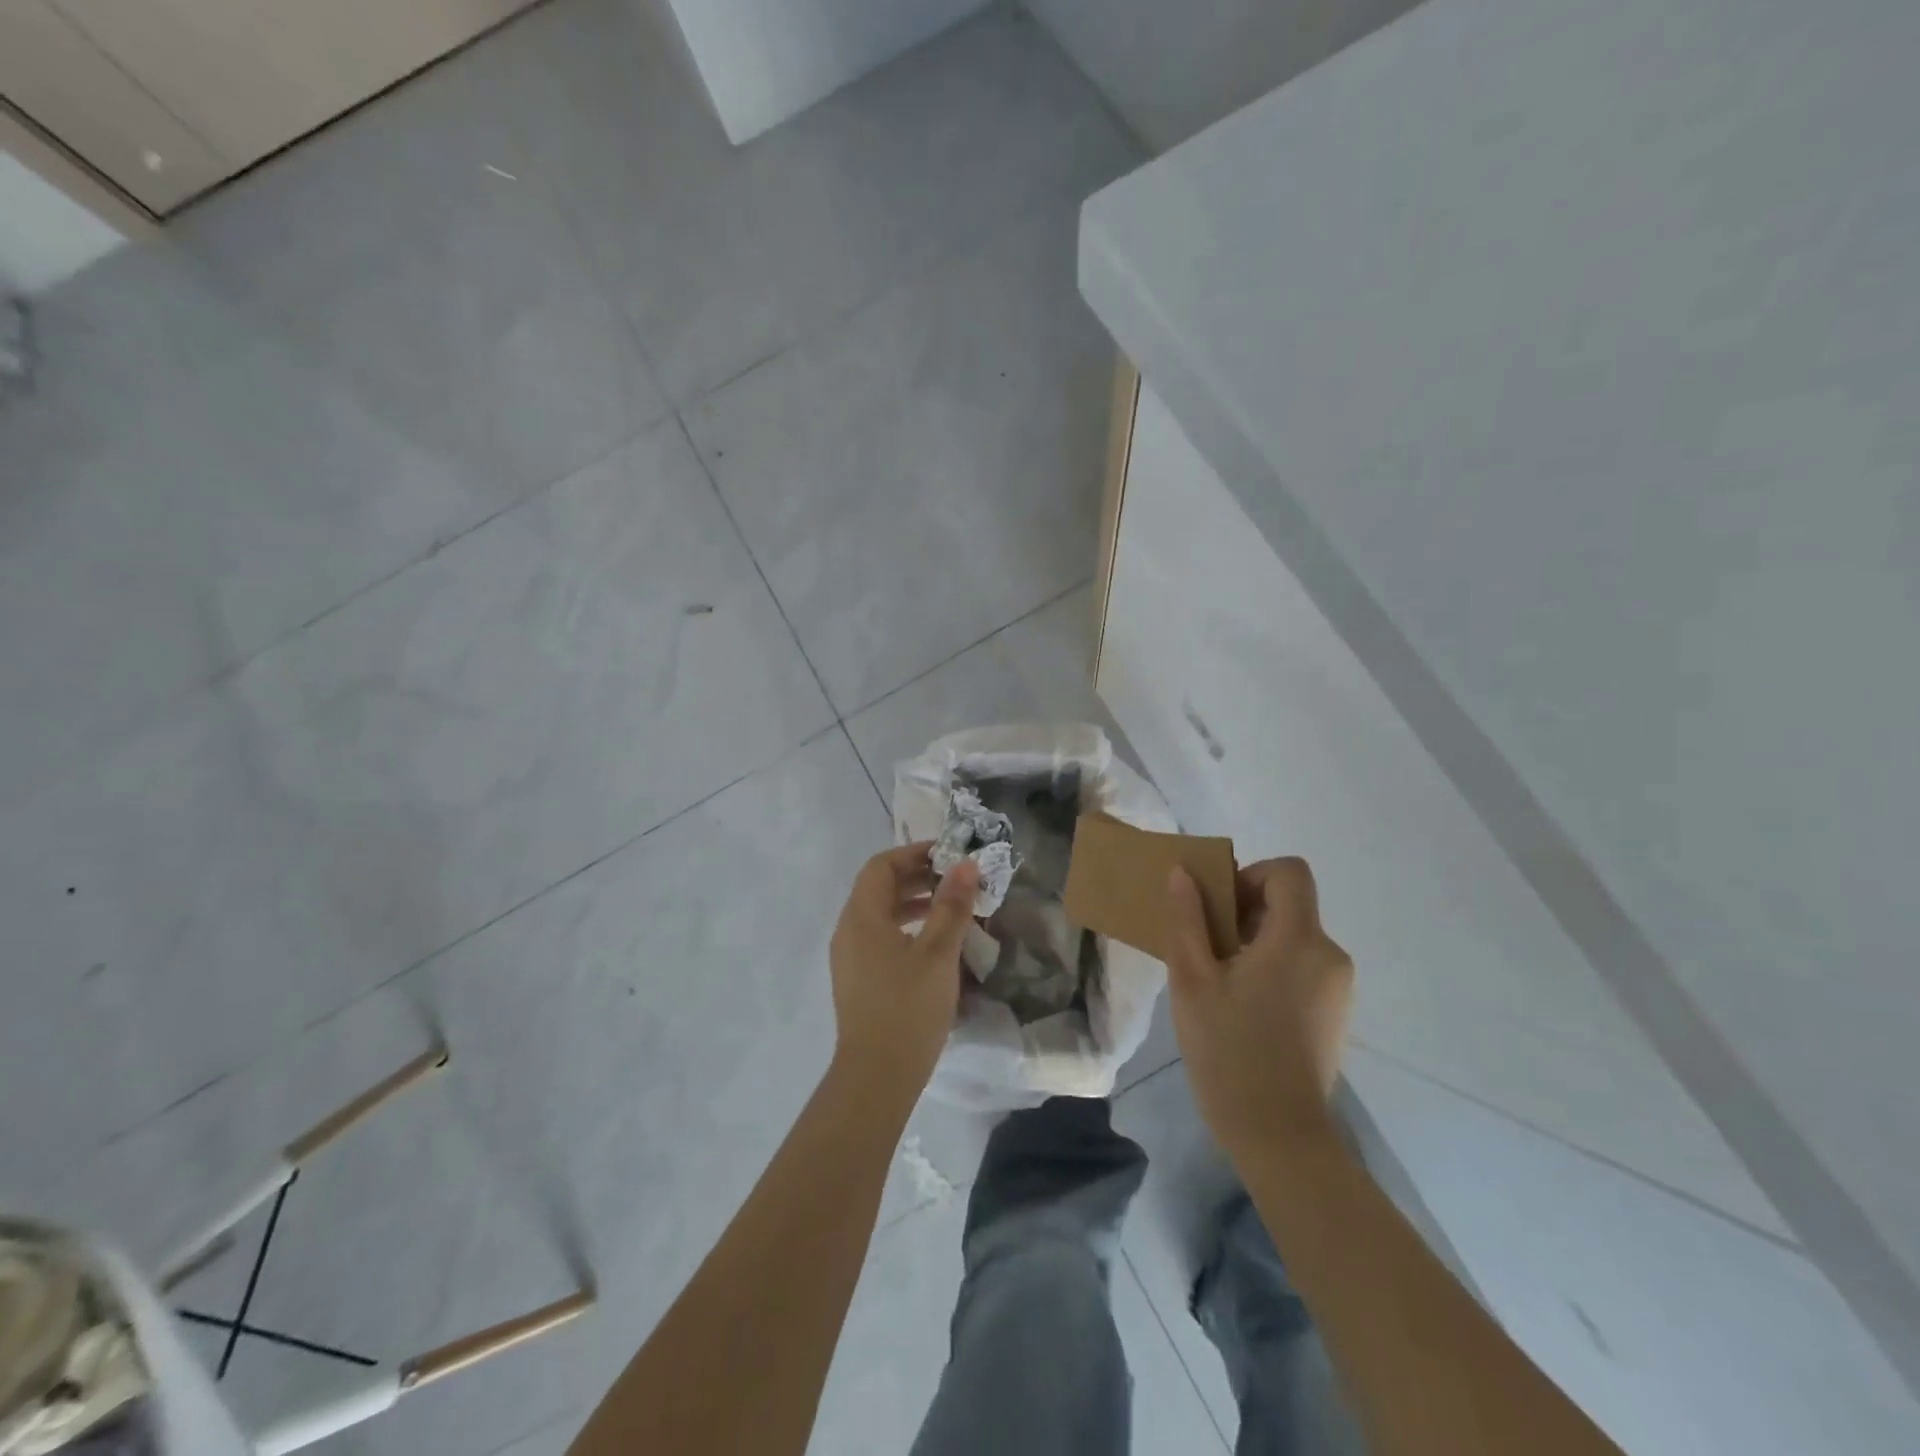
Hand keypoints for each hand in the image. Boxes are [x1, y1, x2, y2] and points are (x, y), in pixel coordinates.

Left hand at [828, 843, 977, 1100]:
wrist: (877, 1076)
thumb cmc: (908, 1007)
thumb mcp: (938, 953)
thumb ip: (951, 905)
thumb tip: (965, 865)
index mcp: (862, 916)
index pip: (881, 866)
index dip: (913, 854)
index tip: (948, 856)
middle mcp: (848, 930)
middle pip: (878, 887)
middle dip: (916, 877)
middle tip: (954, 880)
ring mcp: (849, 957)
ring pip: (879, 914)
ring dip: (912, 903)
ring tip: (949, 909)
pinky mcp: (857, 979)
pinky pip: (879, 937)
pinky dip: (905, 927)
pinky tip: (933, 944)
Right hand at [1165, 857, 1353, 1158]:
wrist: (1278, 1134)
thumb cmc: (1229, 1050)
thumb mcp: (1192, 979)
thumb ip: (1188, 919)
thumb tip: (1182, 873)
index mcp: (1298, 939)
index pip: (1289, 872)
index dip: (1251, 874)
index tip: (1220, 907)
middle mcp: (1329, 954)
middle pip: (1290, 904)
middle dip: (1245, 912)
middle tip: (1206, 947)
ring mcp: (1338, 986)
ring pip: (1294, 937)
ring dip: (1255, 942)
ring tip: (1219, 981)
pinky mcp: (1336, 1012)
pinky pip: (1303, 966)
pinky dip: (1272, 967)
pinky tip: (1244, 1007)